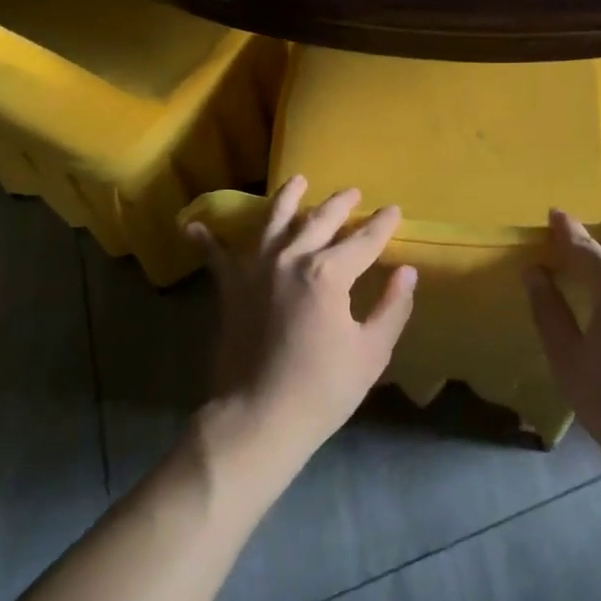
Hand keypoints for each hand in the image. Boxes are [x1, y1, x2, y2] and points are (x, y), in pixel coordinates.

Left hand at [186, 176, 417, 478]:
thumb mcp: (370, 353)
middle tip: (353, 193)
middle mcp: (292, 258)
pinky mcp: (231, 287)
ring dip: (288, 197)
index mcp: (330, 273)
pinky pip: (217, 256)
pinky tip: (193, 225)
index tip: (394, 210)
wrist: (257, 420)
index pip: (364, 239)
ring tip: (298, 180)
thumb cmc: (321, 390)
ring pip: (274, 219)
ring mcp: (257, 268)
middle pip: (321, 218)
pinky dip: (206, 239)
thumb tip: (406, 272)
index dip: (382, 224)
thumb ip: (392, 307)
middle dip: (341, 203)